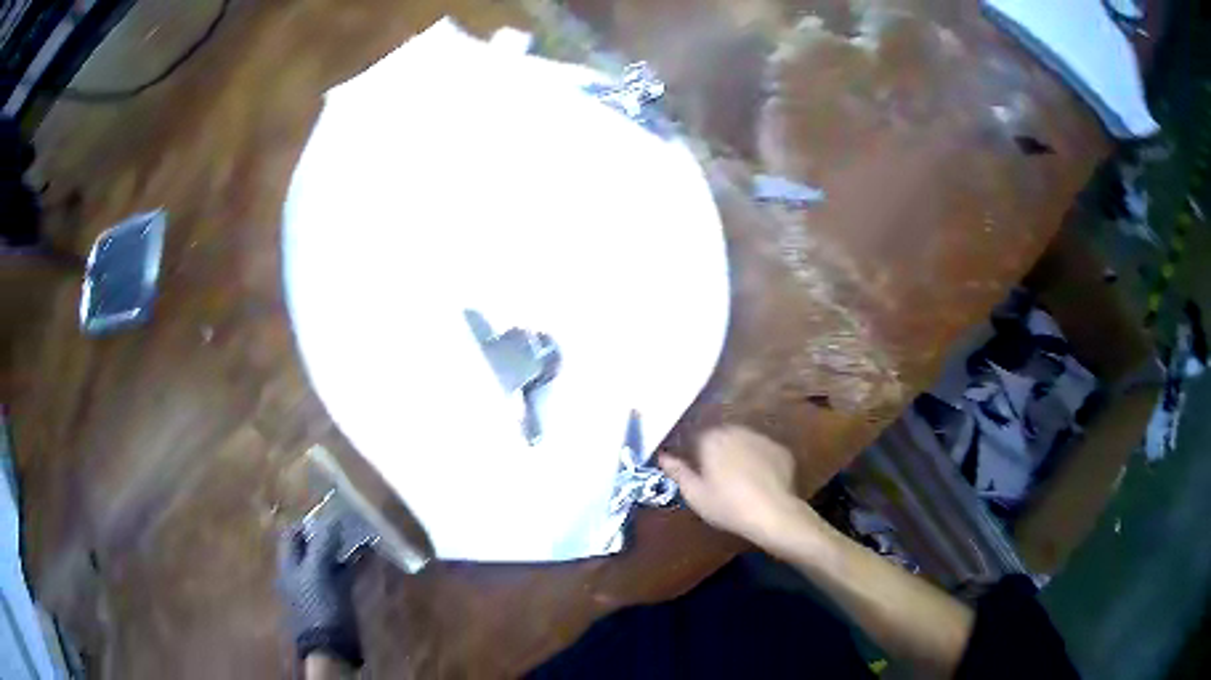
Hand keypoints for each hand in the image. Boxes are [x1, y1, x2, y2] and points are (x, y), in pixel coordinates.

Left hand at [276, 518, 362, 668]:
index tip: (326, 515)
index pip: (292, 535)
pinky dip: (355, 563)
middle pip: (312, 545)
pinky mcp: (337, 595)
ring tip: (362, 534)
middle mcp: (301, 571)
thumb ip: (321, 544)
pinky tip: (369, 554)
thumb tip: (330, 519)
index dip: (306, 523)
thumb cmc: (318, 605)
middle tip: (348, 523)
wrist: (332, 646)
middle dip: (328, 533)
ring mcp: (320, 584)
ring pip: (330, 558)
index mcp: (289, 564)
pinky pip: (345, 573)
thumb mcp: (316, 572)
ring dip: (344, 547)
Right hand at [660, 426, 807, 547]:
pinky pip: (764, 453)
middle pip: (721, 437)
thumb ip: (677, 472)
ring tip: (739, 481)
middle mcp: (736, 431)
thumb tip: (663, 457)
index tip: (696, 473)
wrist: (773, 513)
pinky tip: (760, 482)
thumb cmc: (727, 506)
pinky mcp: (781, 450)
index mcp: (711, 439)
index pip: (696, 439)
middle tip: (717, 478)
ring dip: (739, 455)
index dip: (695, 455)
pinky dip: (760, 462)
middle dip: (717, 452)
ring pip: (744, 443)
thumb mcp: (695, 494)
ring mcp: (762, 438)